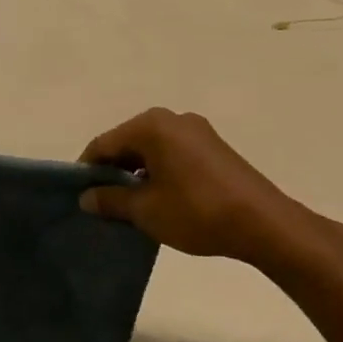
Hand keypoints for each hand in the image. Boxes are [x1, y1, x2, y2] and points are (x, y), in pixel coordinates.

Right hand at [79, 108, 321, 266]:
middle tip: (102, 202)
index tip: (80, 195)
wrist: (262, 223)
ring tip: (129, 204)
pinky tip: (158, 198)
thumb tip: (86, 197)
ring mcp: (196, 130)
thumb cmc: (196, 211)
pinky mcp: (213, 147)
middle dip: (112, 170)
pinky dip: (158, 171)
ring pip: (151, 148)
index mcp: (151, 126)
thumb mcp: (145, 210)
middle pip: (127, 141)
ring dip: (136, 172)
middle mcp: (173, 119)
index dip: (87, 169)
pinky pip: (172, 153)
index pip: (104, 143)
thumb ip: (110, 200)